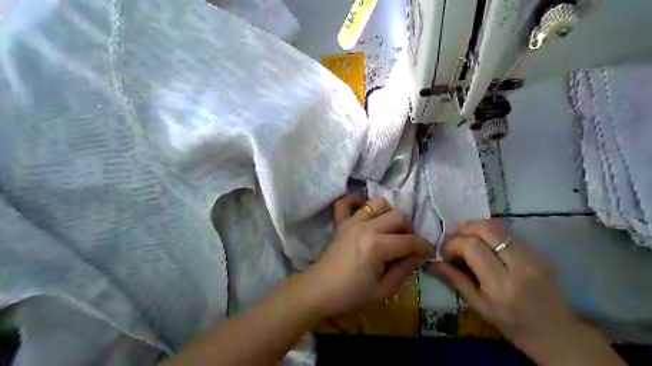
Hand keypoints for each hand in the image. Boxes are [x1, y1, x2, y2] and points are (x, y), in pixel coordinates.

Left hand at [308, 194, 434, 316]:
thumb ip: (405, 270)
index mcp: (376, 246)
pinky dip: (356, 201)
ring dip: (388, 213)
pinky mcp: (340, 222)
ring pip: (377, 203)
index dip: (424, 246)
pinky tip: (364, 212)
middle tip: (408, 244)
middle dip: (410, 229)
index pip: (409, 241)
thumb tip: (419, 255)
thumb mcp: (383, 291)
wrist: (319, 290)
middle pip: (397, 216)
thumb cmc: (351, 295)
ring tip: (389, 229)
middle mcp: (365, 227)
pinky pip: (346, 202)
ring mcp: (351, 221)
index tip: (429, 253)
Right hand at [429, 222, 579, 352]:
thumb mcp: (479, 306)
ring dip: (475, 229)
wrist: (558, 333)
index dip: (452, 244)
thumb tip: (433, 263)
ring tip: (466, 241)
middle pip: (485, 228)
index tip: (444, 252)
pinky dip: (489, 234)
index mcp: (501, 285)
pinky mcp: (538, 251)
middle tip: (453, 241)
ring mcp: (532, 256)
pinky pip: (507, 233)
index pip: (472, 247)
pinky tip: (484, 246)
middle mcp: (519, 265)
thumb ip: (455, 280)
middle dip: (463, 229)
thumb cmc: (513, 325)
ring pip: (497, 226)